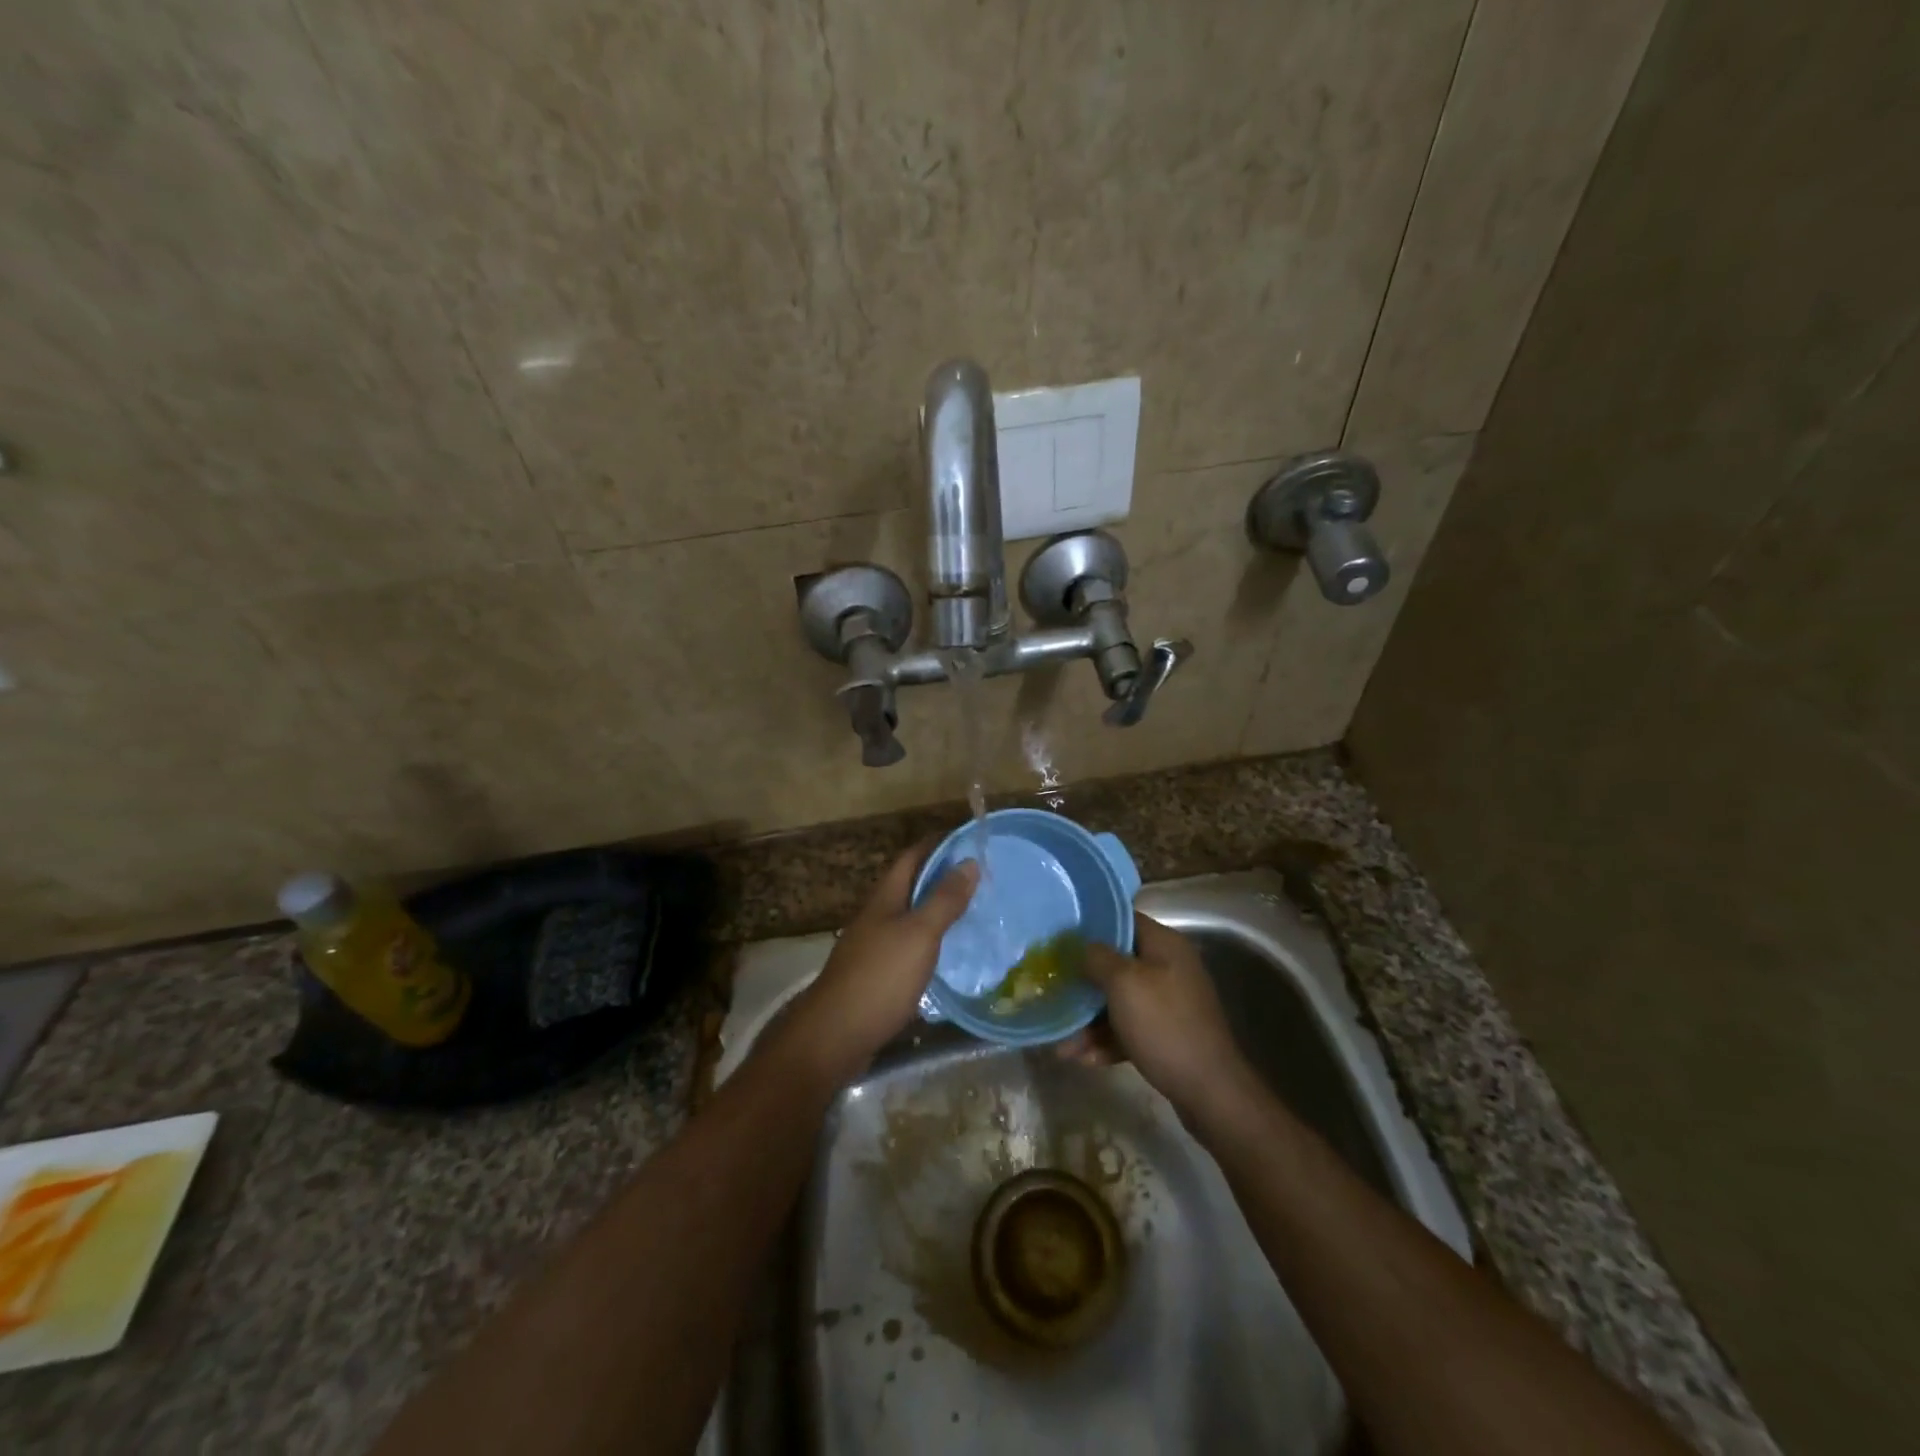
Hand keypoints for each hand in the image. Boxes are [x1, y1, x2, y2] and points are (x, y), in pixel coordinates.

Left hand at [775, 844, 978, 1081]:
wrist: (835, 1036)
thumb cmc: (880, 977)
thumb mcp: (919, 934)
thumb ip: (944, 899)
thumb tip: (969, 861)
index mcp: (885, 898)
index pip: (912, 857)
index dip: (938, 844)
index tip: (970, 841)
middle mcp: (877, 916)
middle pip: (910, 886)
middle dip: (942, 878)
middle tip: (982, 879)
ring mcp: (873, 947)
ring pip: (910, 918)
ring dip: (937, 911)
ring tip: (974, 913)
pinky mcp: (876, 976)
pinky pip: (908, 948)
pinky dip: (931, 943)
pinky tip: (950, 956)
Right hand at [1058, 912, 1251, 1113]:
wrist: (1210, 1091)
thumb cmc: (1164, 1025)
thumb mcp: (1124, 984)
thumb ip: (1097, 958)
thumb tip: (1081, 947)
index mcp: (1164, 945)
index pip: (1123, 920)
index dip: (1091, 926)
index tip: (1060, 938)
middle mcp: (1168, 967)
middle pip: (1117, 963)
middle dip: (1084, 981)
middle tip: (1054, 991)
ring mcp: (1169, 1002)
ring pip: (1119, 1000)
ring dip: (1090, 1020)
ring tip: (1063, 1044)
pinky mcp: (1167, 1034)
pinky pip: (1130, 1028)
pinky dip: (1107, 1040)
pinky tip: (1084, 1059)